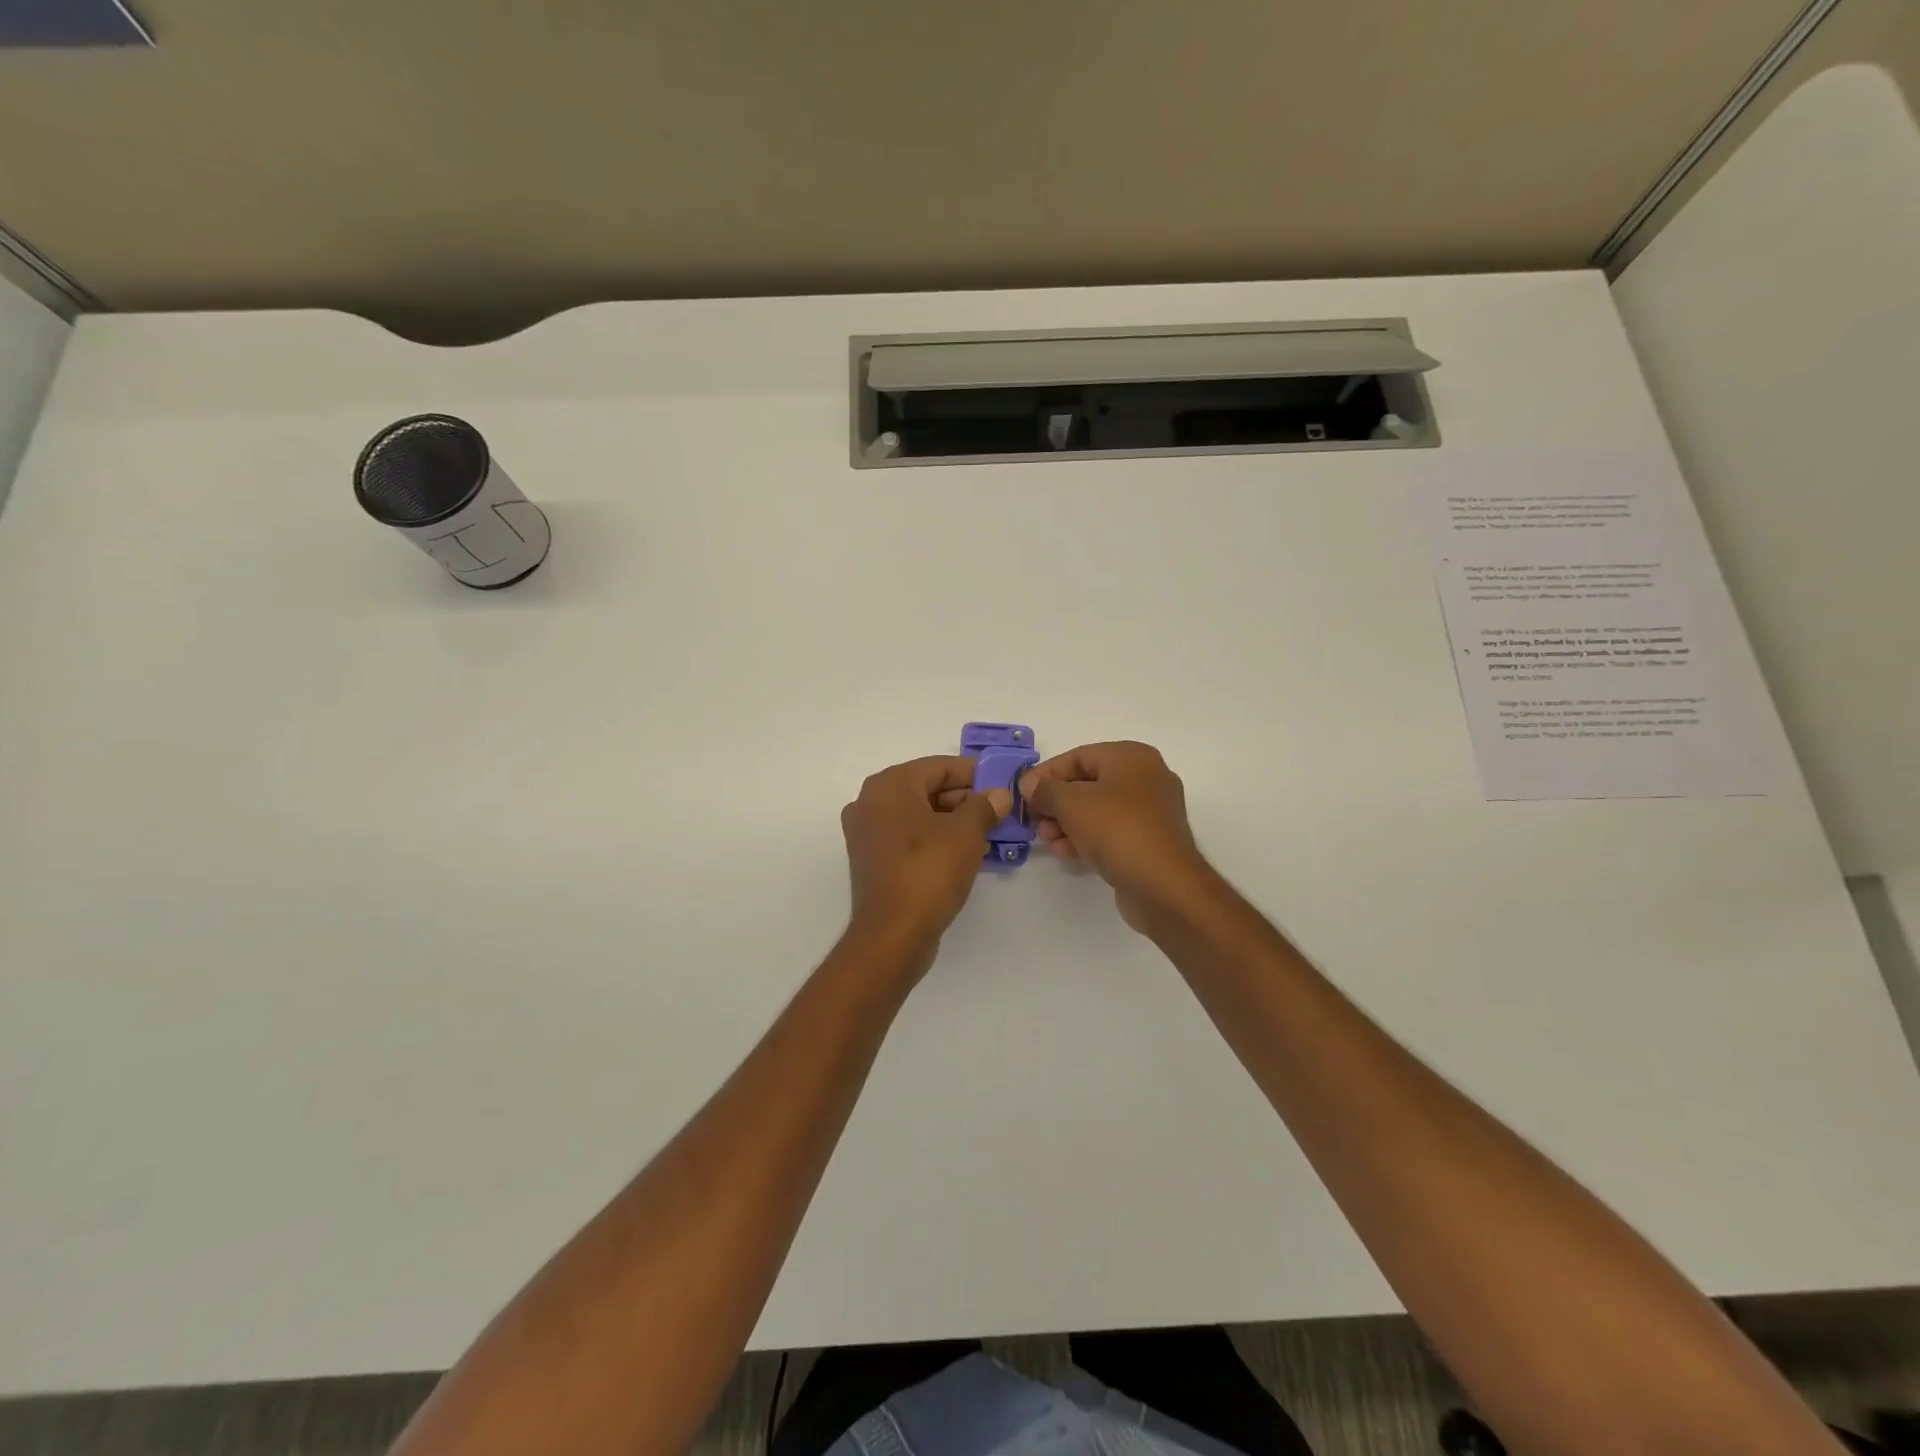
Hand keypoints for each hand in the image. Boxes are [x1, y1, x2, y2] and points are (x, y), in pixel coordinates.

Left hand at [840, 756, 1012, 961]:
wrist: (893, 934)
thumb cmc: (929, 871)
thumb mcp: (966, 833)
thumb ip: (984, 806)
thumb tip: (999, 795)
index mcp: (889, 785)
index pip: (939, 767)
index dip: (974, 774)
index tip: (1002, 784)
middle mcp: (870, 802)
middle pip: (926, 789)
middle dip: (964, 799)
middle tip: (998, 812)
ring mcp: (867, 833)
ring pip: (918, 815)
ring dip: (952, 821)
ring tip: (987, 834)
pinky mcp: (872, 860)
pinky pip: (908, 838)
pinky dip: (934, 839)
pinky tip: (963, 853)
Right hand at [1019, 741, 1217, 930]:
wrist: (1164, 886)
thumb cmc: (1117, 830)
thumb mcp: (1071, 803)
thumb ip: (1045, 789)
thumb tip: (1030, 785)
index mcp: (1131, 757)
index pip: (1078, 756)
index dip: (1046, 774)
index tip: (1022, 793)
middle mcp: (1145, 778)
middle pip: (1087, 784)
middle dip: (1056, 803)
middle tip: (1035, 821)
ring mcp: (1150, 812)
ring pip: (1097, 810)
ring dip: (1067, 823)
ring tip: (1048, 841)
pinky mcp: (1149, 841)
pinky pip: (1110, 831)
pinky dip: (1086, 838)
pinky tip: (1066, 853)